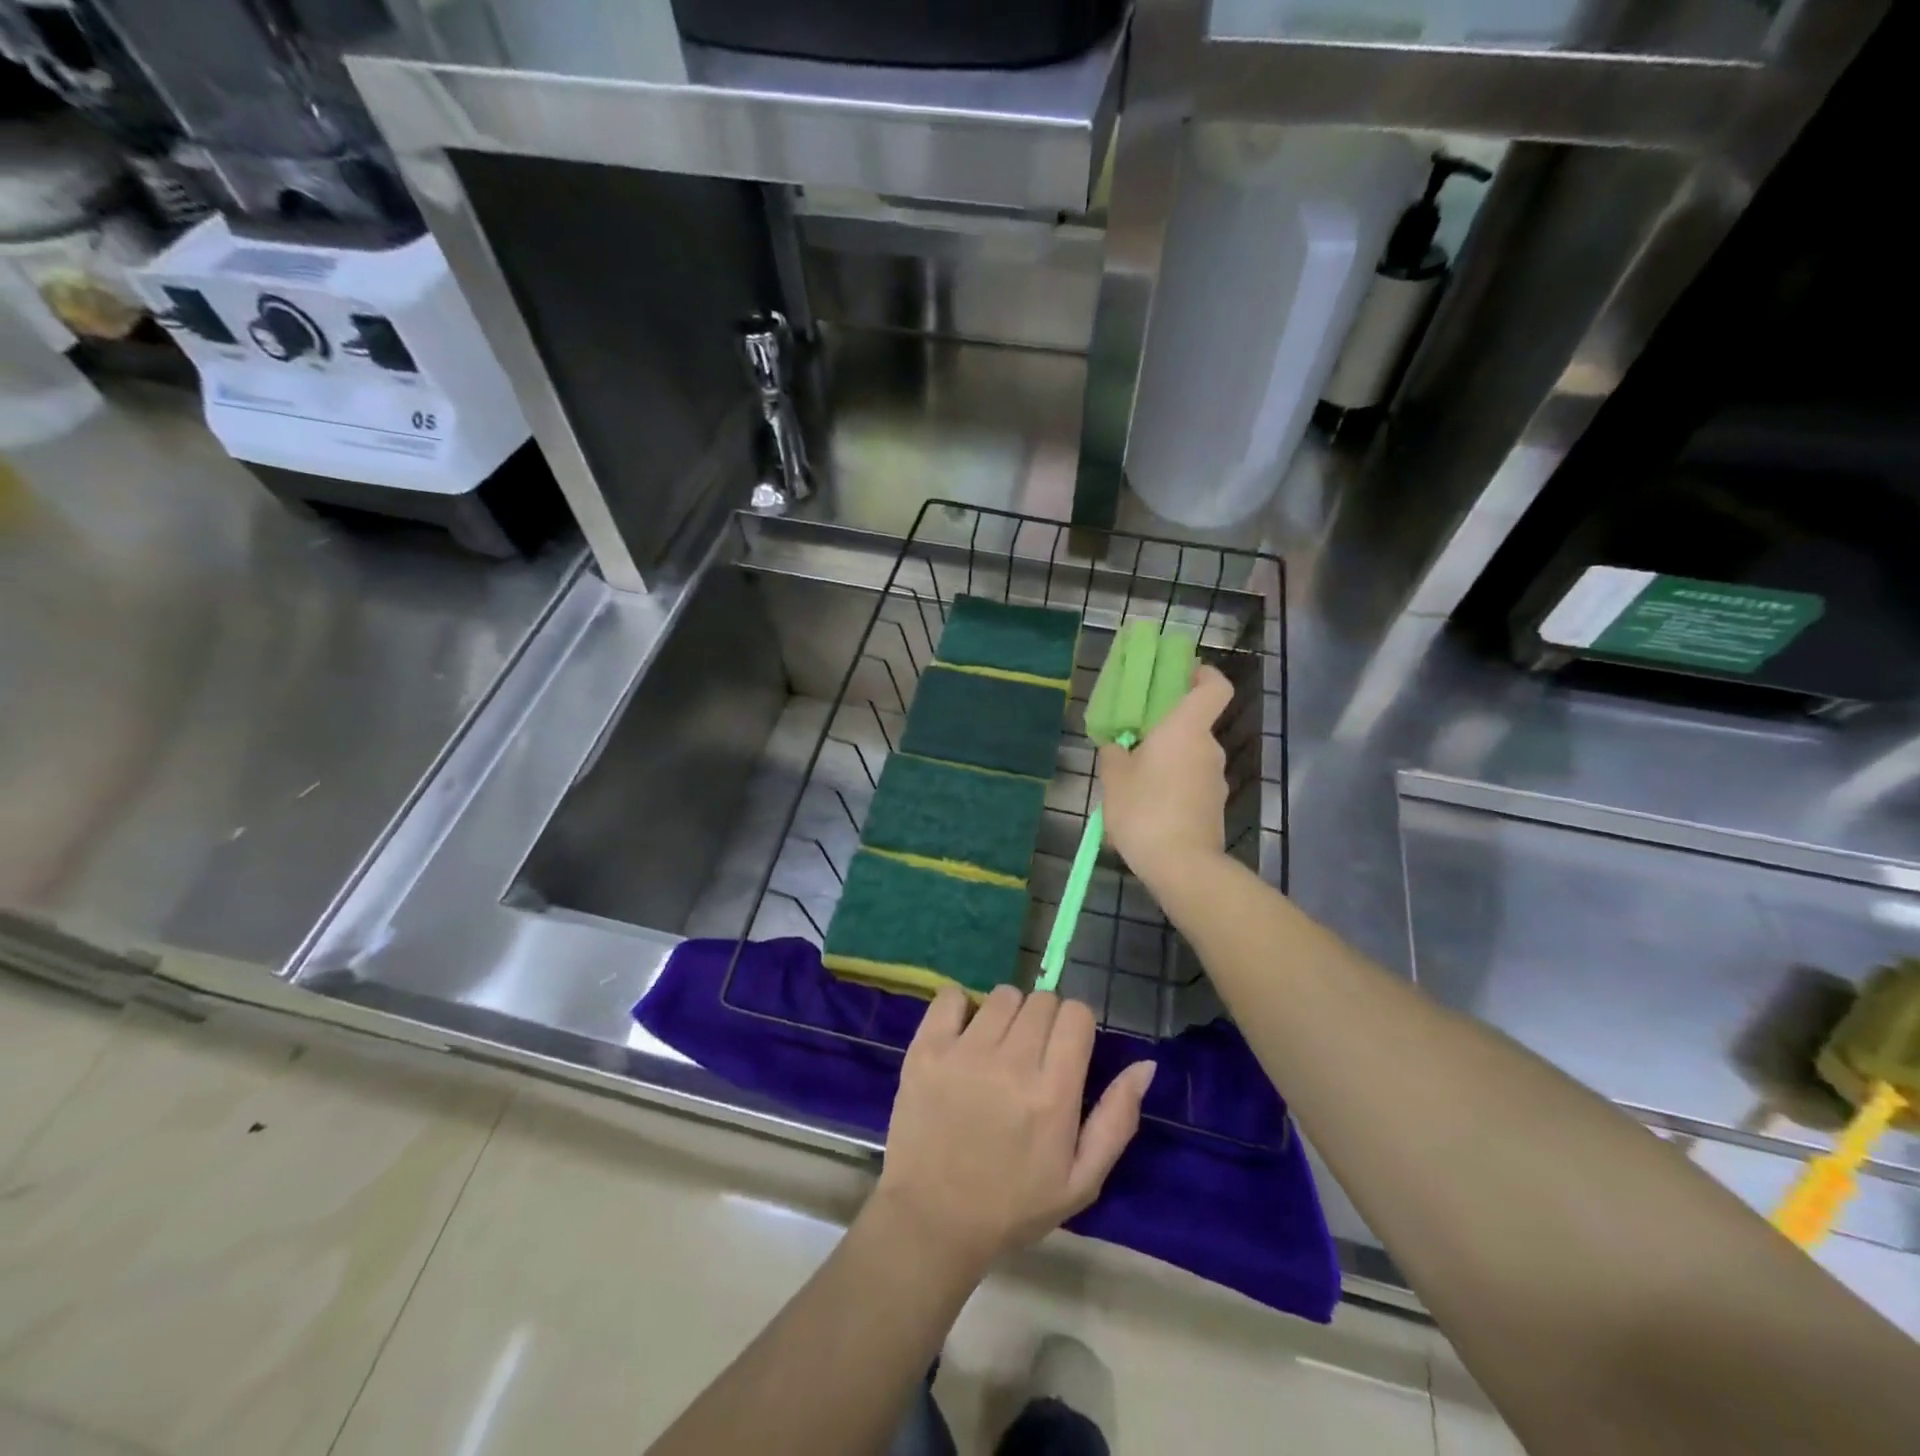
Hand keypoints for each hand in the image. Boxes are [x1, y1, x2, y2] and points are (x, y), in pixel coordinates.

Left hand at [873, 986, 1154, 1276]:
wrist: (931, 1221)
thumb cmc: (1012, 1206)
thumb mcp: (1081, 1181)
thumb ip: (1117, 1119)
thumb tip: (1145, 1064)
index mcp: (1053, 1094)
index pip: (1076, 1014)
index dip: (1076, 1027)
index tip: (1066, 1051)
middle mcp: (1011, 1063)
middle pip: (1041, 1000)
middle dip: (1044, 1021)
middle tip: (1031, 1057)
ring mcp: (964, 1052)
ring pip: (1002, 995)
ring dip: (1007, 1015)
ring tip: (997, 1049)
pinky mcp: (926, 1049)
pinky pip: (950, 995)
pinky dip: (959, 1007)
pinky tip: (961, 1036)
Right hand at [1098, 664, 1234, 888]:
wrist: (1181, 865)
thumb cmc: (1144, 809)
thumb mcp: (1114, 777)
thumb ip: (1114, 753)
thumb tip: (1118, 745)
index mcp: (1186, 729)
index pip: (1214, 687)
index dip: (1203, 674)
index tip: (1182, 674)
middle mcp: (1208, 749)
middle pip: (1193, 726)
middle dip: (1165, 731)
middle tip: (1132, 743)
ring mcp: (1215, 780)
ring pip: (1189, 759)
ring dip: (1166, 764)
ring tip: (1132, 784)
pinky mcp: (1214, 808)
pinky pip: (1190, 786)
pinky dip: (1172, 789)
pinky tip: (1146, 811)